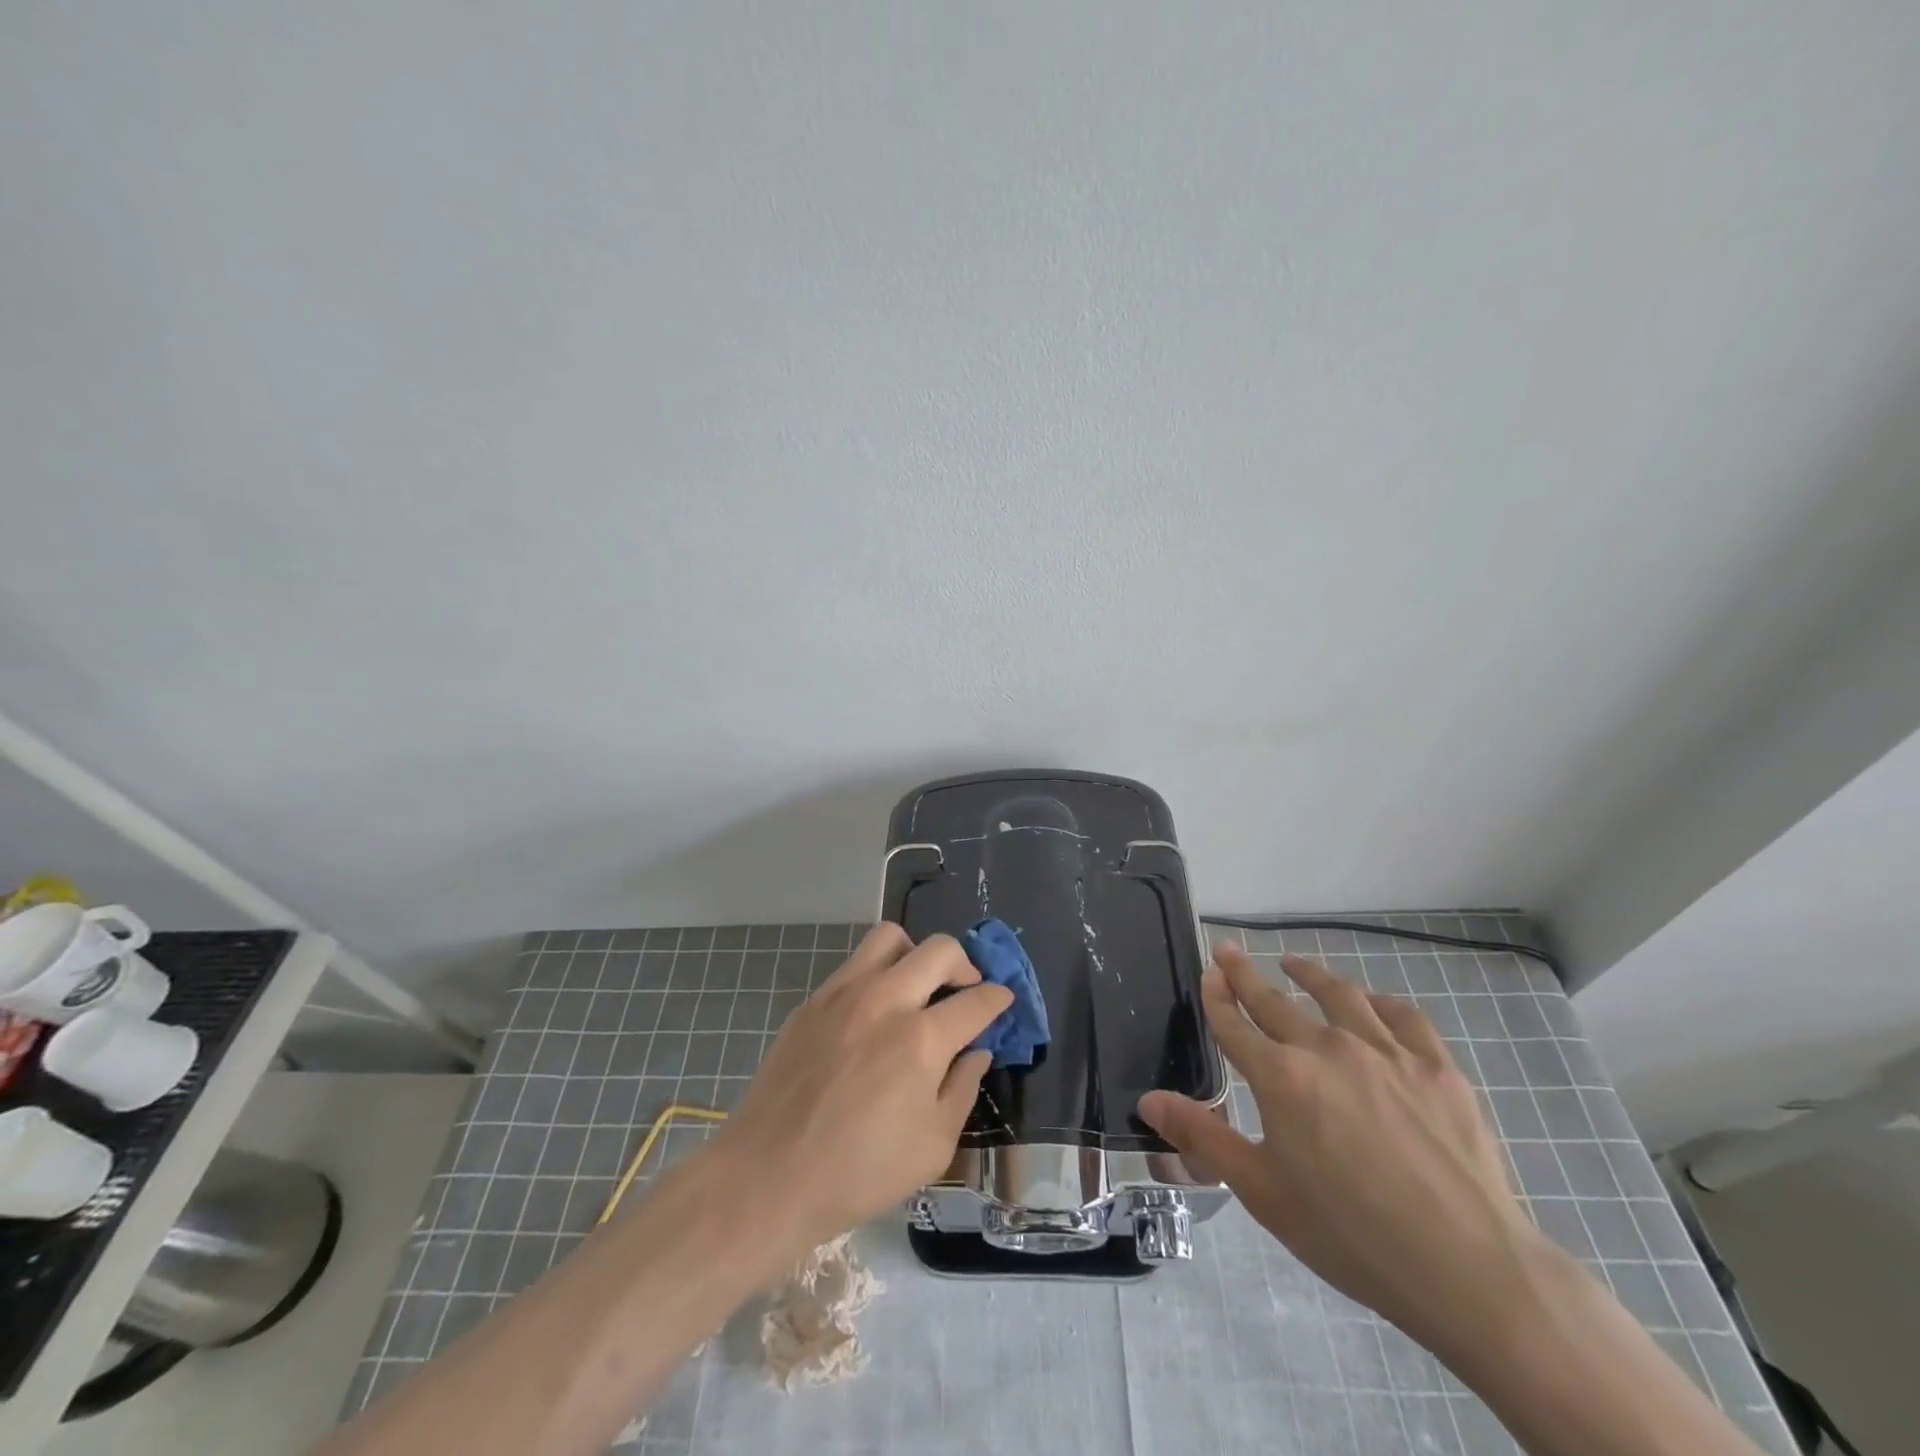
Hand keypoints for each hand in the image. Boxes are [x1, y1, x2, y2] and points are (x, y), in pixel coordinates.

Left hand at [715, 924, 1011, 1253]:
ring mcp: (844, 994)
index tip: (1002, 1001)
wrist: (768, 1176)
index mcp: (921, 1039)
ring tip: (918, 986)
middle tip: (966, 989)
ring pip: (891, 938)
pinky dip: (878, 974)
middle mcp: (886, 1000)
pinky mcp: (813, 1001)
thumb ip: (962, 1089)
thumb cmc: (858, 1173)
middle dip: (966, 963)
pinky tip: (875, 1012)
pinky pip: (855, 964)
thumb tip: (976, 1052)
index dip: (998, 998)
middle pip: (940, 949)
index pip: (976, 1001)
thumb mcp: (932, 1147)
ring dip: (916, 954)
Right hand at [1139, 944, 1553, 1359]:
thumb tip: (1148, 1099)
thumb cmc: (1351, 1235)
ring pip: (1338, 995)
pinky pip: (1402, 1016)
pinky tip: (1371, 1003)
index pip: (1234, 1023)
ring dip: (1309, 973)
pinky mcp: (1436, 1066)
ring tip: (1294, 961)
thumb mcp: (1263, 1192)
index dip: (1216, 996)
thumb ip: (1203, 1138)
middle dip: (1246, 973)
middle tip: (1230, 951)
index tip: (1208, 971)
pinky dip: (1378, 1001)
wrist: (1467, 1269)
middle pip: (1275, 1000)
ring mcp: (1385, 1051)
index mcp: (1280, 1077)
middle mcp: (1326, 1048)